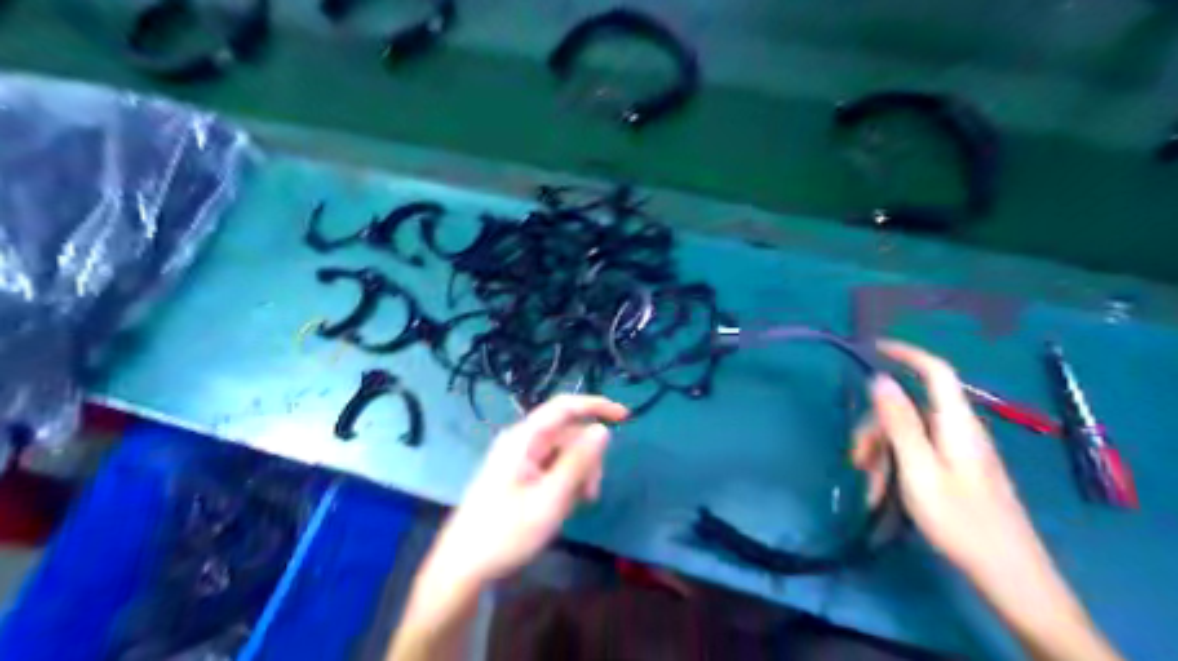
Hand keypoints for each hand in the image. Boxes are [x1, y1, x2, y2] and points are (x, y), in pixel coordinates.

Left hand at [424, 395, 624, 584]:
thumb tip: (602, 429)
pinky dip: (565, 482)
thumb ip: (578, 462)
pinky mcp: (519, 475)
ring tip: (576, 506)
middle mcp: (521, 442)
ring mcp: (519, 459)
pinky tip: (563, 506)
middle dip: (588, 457)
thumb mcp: (550, 499)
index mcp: (524, 439)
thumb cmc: (506, 532)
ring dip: (578, 474)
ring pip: (563, 453)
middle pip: (567, 434)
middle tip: (592, 493)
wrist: (464, 566)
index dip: (596, 405)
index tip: (625, 417)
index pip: (565, 407)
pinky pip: (552, 468)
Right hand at [852, 341, 1043, 577]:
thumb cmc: (960, 521)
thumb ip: (899, 423)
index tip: (873, 348)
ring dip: (882, 455)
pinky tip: (884, 495)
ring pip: (909, 434)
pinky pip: (919, 454)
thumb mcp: (919, 470)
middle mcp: (959, 430)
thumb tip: (880, 379)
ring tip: (870, 489)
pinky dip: (896, 467)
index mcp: (955, 423)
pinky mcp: (958, 471)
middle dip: (877, 428)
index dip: (907, 354)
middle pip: (910, 409)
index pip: (935, 371)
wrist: (1008, 574)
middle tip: (856, 461)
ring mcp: (959, 451)